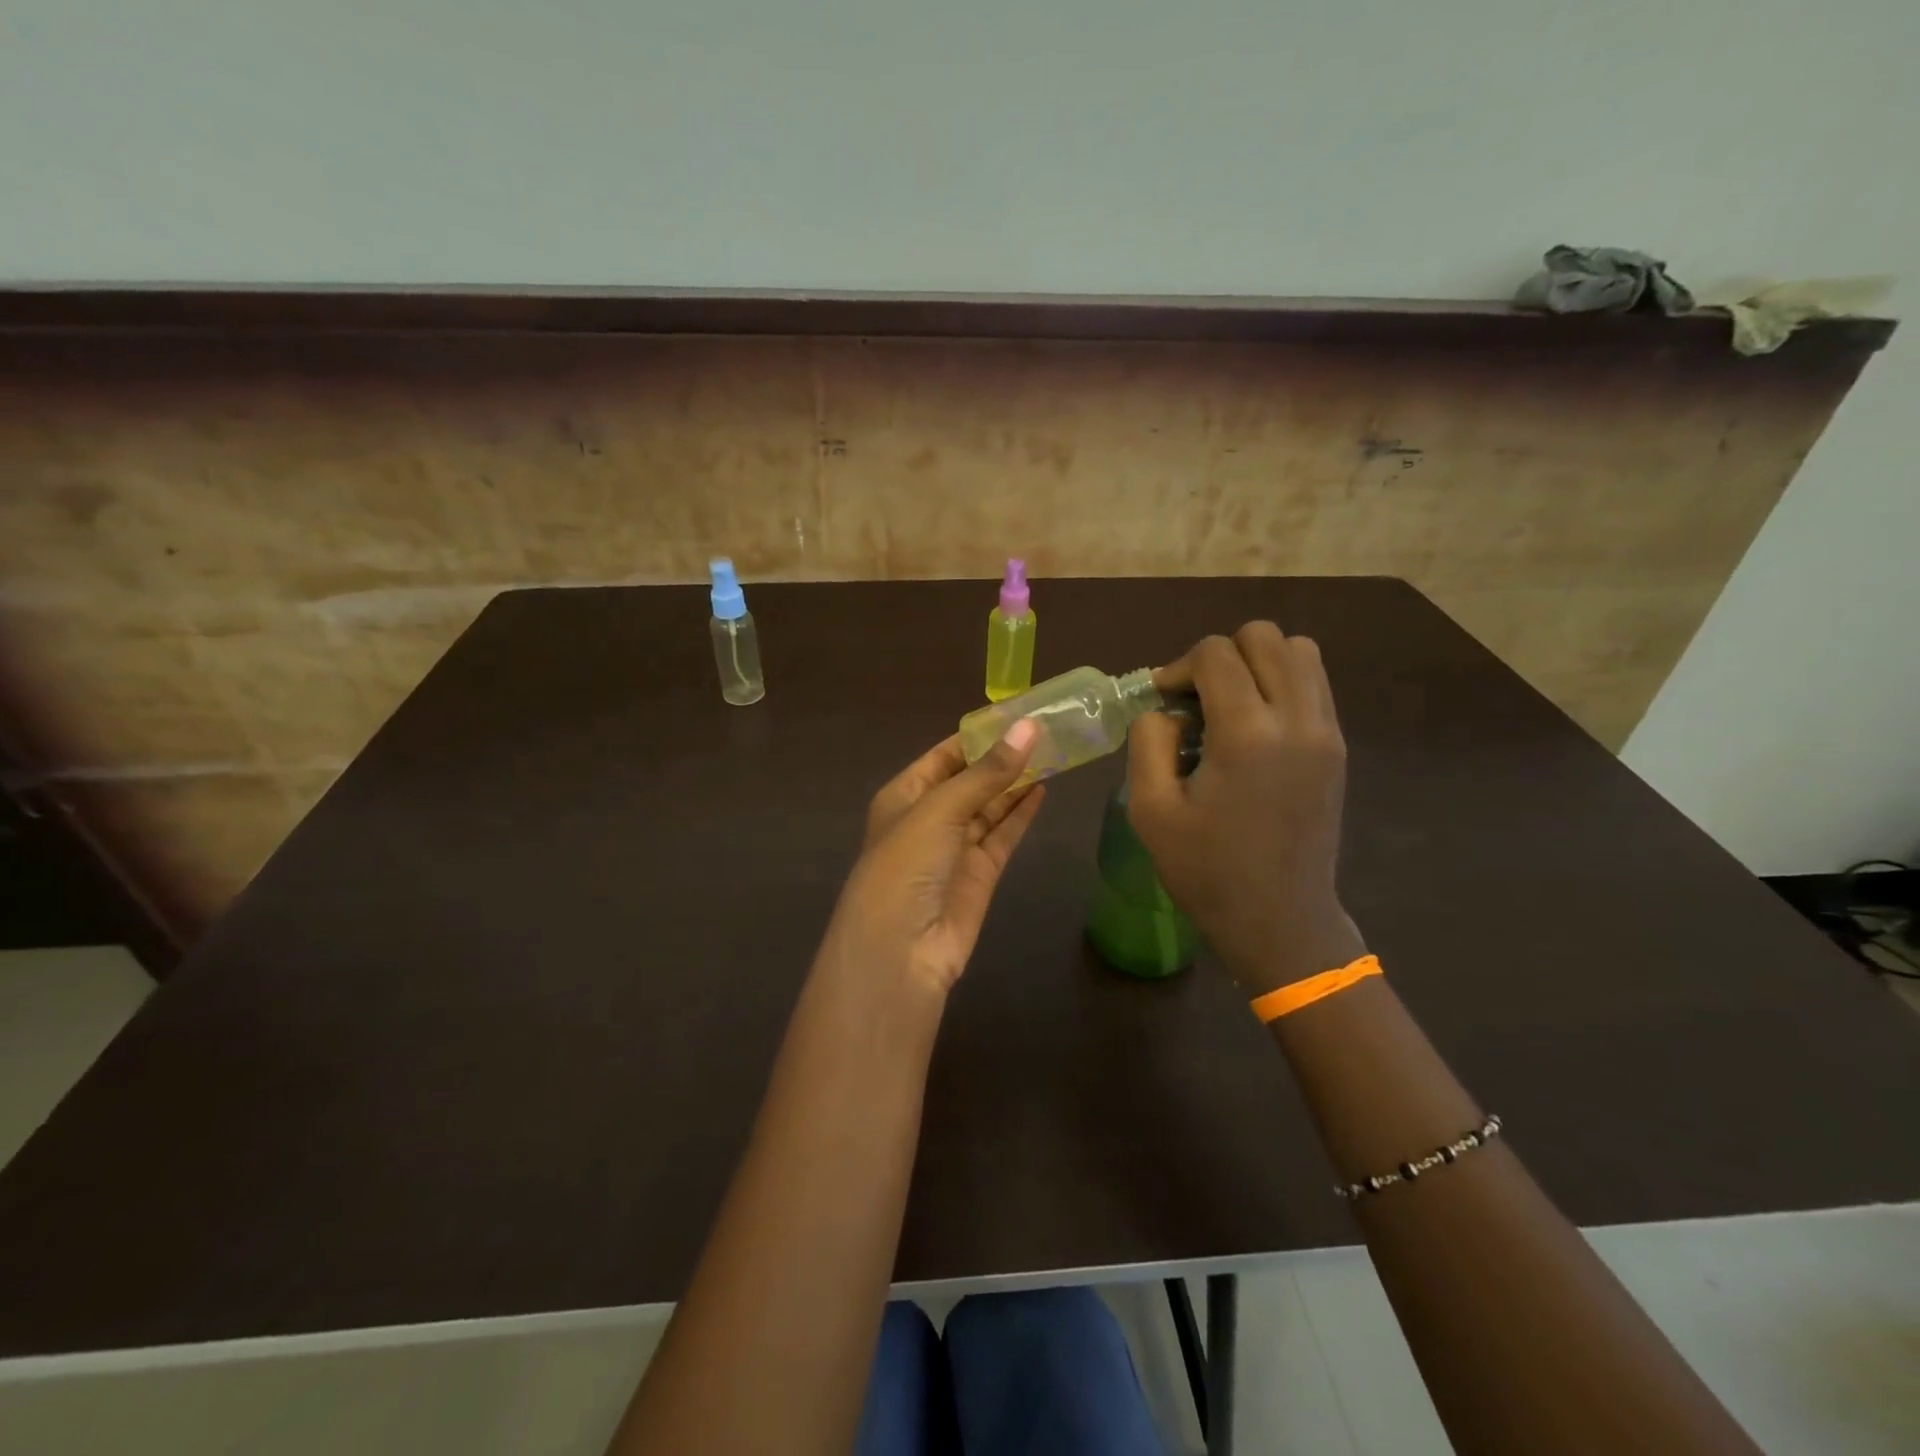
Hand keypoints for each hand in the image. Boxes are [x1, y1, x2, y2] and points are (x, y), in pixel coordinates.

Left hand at [817, 721, 1046, 995]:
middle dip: (1002, 757)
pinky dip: (1021, 814)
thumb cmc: (906, 864)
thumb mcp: (941, 809)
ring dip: (1016, 782)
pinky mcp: (980, 874)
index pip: (945, 755)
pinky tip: (1044, 789)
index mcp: (905, 794)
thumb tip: (1028, 727)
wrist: (900, 951)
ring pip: (990, 806)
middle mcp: (929, 817)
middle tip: (1047, 729)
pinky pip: (1003, 835)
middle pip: (971, 779)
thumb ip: (988, 772)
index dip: (979, 735)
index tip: (1018, 713)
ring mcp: (955, 847)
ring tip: (1054, 752)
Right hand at [1127, 623, 1363, 992]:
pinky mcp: (1337, 747)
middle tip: (1197, 699)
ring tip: (1229, 704)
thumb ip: (1148, 742)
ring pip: (1300, 651)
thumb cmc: (1207, 870)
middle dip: (1221, 655)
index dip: (1179, 667)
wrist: (1280, 919)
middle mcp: (1297, 719)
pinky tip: (1255, 725)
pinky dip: (1282, 683)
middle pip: (1265, 637)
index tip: (1164, 702)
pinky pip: (1314, 684)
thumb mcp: (1151, 810)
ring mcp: (1326, 732)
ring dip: (1257, 663)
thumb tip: (1166, 709)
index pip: (1216, 654)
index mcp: (1247, 734)